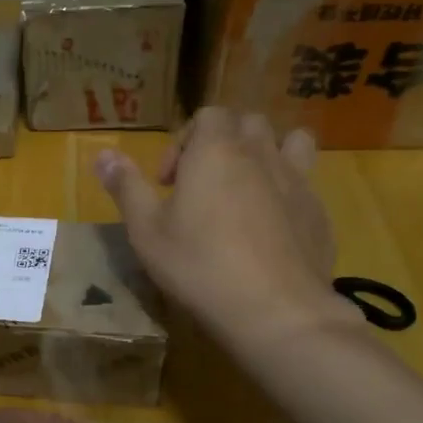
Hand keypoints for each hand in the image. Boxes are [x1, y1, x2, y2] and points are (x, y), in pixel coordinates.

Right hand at [95, 108, 363, 350]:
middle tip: (202, 187)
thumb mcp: (146, 231)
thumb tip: (102, 154)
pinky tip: (272, 230)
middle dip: (224, 144)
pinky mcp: (319, 211)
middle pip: (247, 123)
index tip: (168, 182)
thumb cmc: (198, 265)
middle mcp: (260, 153)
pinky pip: (305, 184)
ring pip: (291, 142)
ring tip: (249, 190)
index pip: (207, 114)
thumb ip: (126, 188)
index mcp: (216, 150)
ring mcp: (297, 180)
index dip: (184, 141)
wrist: (273, 308)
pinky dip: (287, 192)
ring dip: (268, 154)